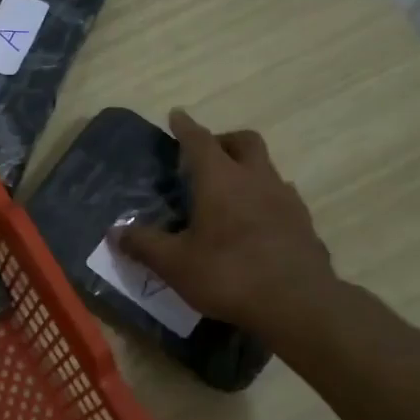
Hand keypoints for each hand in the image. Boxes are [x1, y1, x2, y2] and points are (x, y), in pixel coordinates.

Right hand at [115, 109, 344, 343]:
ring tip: (229, 193)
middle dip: (223, 140)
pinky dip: (264, 199)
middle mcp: (256, 179)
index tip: (176, 116)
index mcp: (221, 180)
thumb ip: (144, 244)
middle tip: (206, 155)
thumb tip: (115, 232)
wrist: (298, 304)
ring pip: (267, 169)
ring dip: (247, 170)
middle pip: (244, 142)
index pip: (200, 140)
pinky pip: (282, 197)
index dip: (185, 127)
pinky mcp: (304, 223)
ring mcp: (286, 199)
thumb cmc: (228, 274)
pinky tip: (255, 223)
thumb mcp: (174, 264)